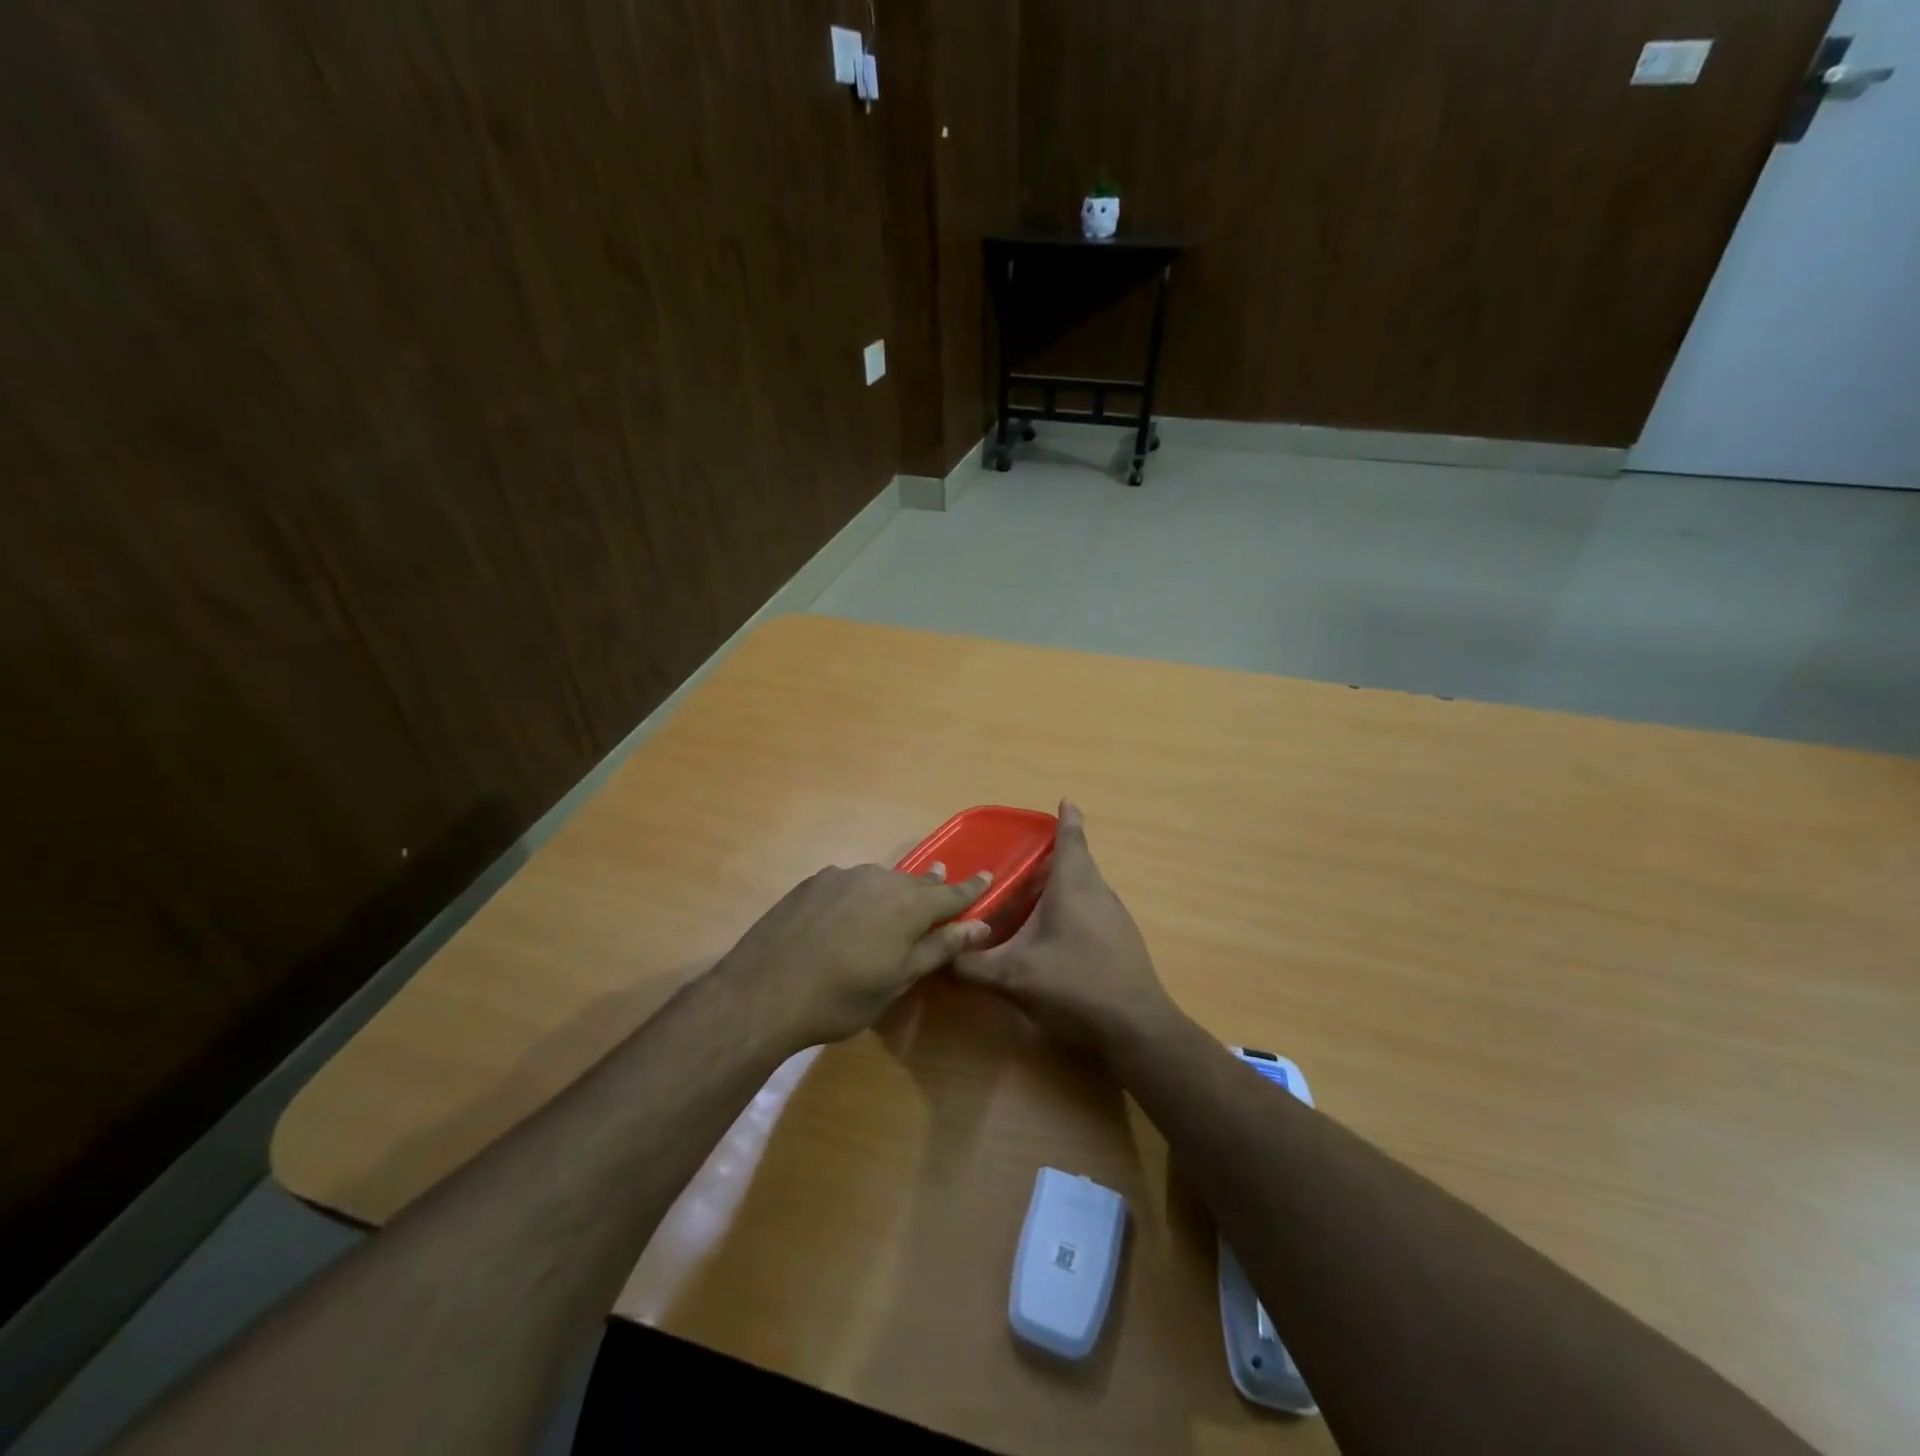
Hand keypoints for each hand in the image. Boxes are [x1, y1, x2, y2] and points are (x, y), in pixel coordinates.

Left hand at [719, 862, 993, 1047]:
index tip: (988, 875)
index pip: (951, 893)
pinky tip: (848, 913)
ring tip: (894, 903)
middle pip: (916, 882)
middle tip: (942, 885)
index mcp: (908, 906)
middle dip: (932, 887)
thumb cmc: (841, 998)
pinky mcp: (813, 881)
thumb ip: (939, 947)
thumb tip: (981, 926)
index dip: (972, 888)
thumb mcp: (898, 980)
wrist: (764, 992)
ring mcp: (843, 876)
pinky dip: (859, 893)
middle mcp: (880, 879)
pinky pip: (850, 882)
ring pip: (881, 879)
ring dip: (893, 891)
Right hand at [953, 801, 1179, 1053]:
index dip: (1066, 819)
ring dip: (1062, 884)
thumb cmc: (1074, 987)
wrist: (1136, 1029)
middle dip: (1052, 855)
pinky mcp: (1123, 940)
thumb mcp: (1012, 978)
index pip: (1071, 838)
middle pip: (1078, 861)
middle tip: (1020, 859)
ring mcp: (1115, 917)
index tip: (1063, 801)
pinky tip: (1055, 933)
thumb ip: (970, 966)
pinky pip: (1093, 908)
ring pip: (1086, 887)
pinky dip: (1073, 907)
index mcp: (1074, 886)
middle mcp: (1098, 892)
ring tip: (1031, 894)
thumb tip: (935, 956)